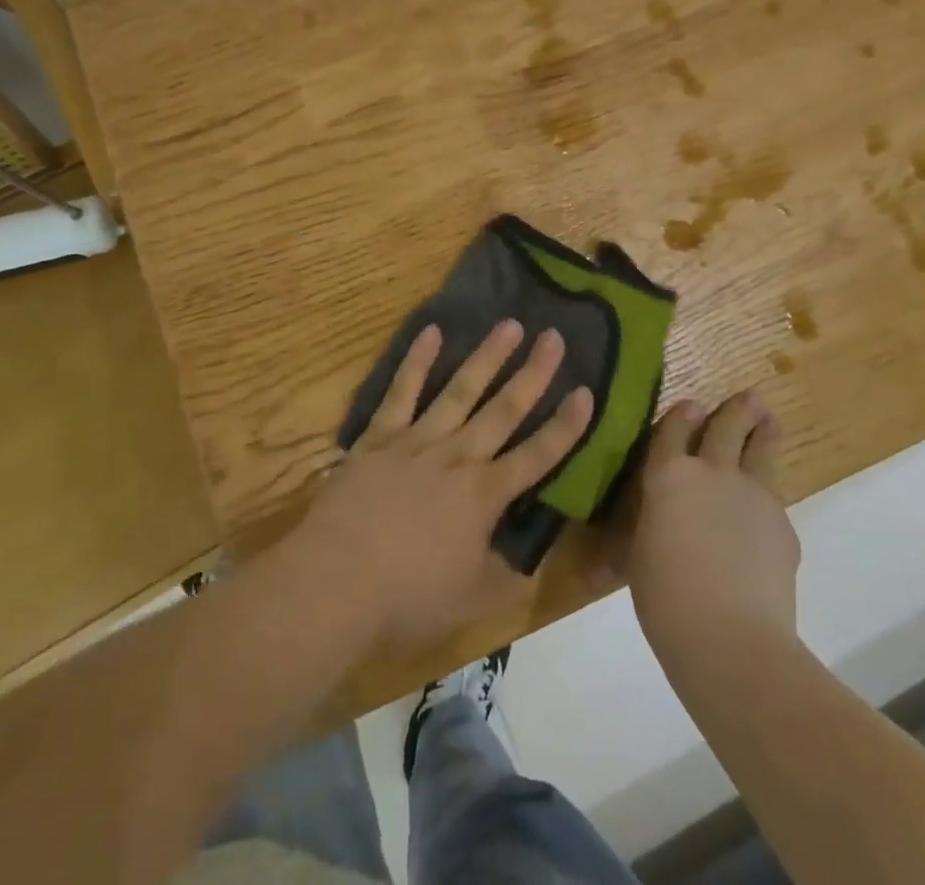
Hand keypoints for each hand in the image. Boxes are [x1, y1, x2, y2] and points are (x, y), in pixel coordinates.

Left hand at [292, 320, 593, 650]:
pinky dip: (417, 361)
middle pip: (504, 409)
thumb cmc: (407, 597)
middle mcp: (458, 457)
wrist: (336, 581)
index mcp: (485, 496)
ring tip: (509, 324)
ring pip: (460, 390)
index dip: (566, 426)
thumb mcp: (471, 600)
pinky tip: (431, 331)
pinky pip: (402, 392)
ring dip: (486, 357)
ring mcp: (417, 440)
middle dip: (534, 373)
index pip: (537, 456)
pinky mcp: (379, 436)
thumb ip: (504, 575)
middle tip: (554, 336)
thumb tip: (526, 557)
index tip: (587, 392)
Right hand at [620, 392, 801, 662]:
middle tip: (748, 397)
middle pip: (727, 426)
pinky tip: (765, 508)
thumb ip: (647, 529)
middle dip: (737, 409)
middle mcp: (712, 472)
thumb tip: (632, 539)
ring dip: (764, 430)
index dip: (683, 414)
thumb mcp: (639, 556)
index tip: (692, 404)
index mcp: (668, 476)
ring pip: (762, 448)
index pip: (675, 429)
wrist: (731, 639)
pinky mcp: (783, 524)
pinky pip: (774, 496)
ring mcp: (752, 494)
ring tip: (768, 419)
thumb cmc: (665, 598)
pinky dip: (768, 493)